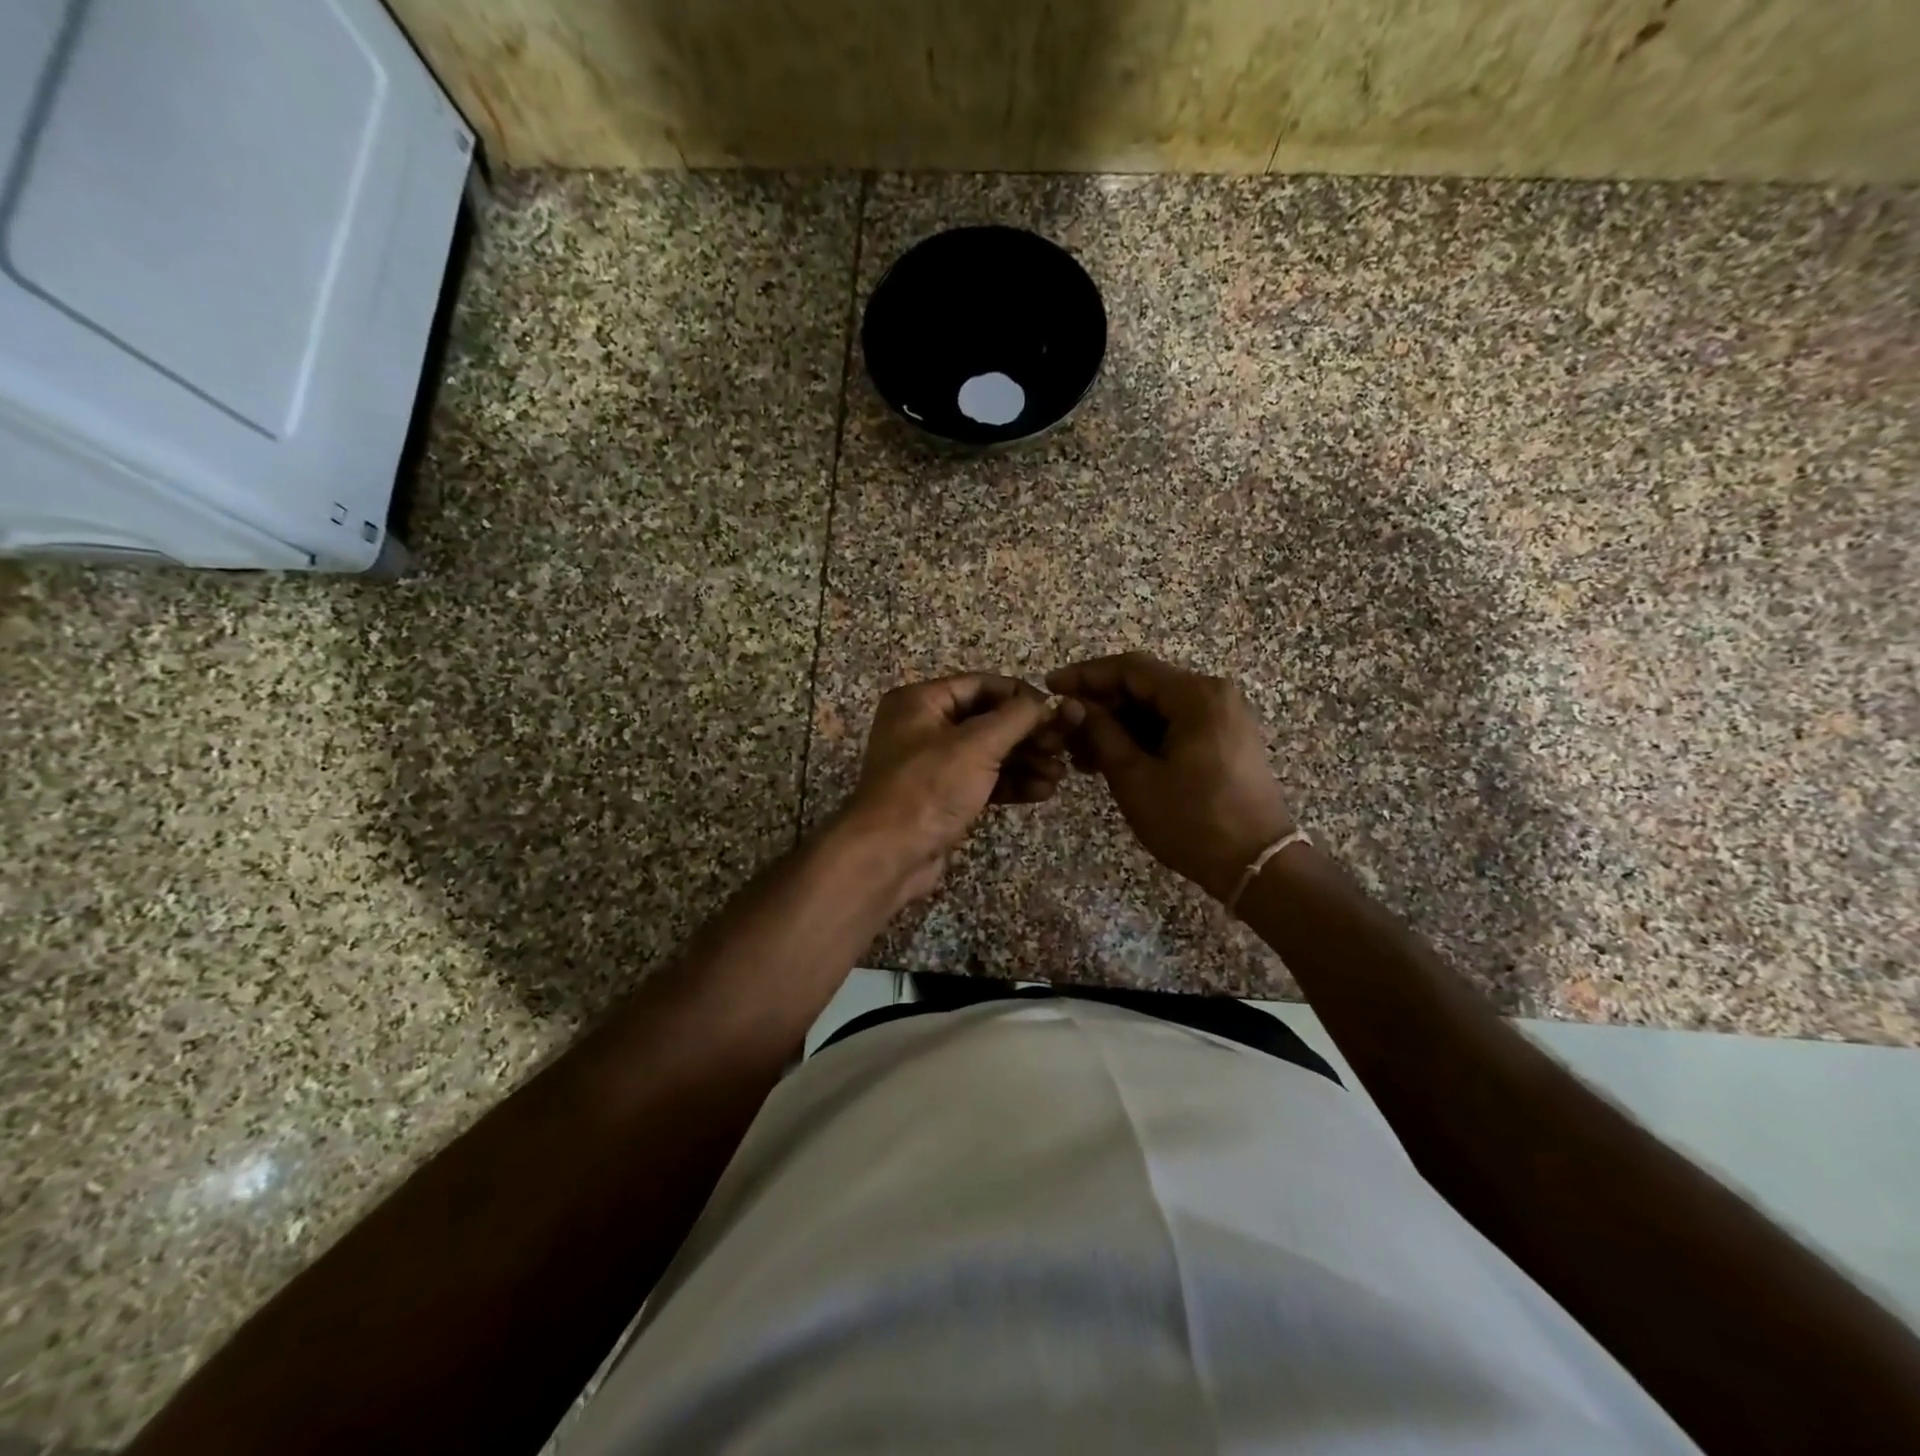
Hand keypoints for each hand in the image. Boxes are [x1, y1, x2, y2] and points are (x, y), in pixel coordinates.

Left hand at [844, 674, 1082, 900]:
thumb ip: (1016, 718)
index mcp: (920, 701)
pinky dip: (1011, 783)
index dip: (1020, 695)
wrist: (889, 855)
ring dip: (1025, 761)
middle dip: (1027, 734)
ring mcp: (932, 765)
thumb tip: (1045, 703)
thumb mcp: (977, 745)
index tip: (1056, 711)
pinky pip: (983, 780)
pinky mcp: (942, 797)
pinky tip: (1042, 791)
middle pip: (987, 720)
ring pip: (988, 753)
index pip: (980, 685)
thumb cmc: (930, 787)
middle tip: (1063, 746)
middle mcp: (923, 727)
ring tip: (1060, 774)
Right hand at [1047, 652, 1294, 902]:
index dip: (1085, 675)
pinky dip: (1143, 737)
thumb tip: (1074, 707)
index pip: (1130, 669)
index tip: (1050, 687)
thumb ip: (1101, 734)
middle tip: (1064, 728)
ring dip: (1119, 724)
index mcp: (1196, 696)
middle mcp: (1214, 695)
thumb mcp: (1135, 778)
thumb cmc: (1192, 821)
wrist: (1257, 865)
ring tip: (1081, 753)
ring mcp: (1223, 717)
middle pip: (1145, 685)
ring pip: (1158, 707)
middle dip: (1101, 704)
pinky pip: (1175, 725)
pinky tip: (1113, 759)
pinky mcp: (1225, 739)